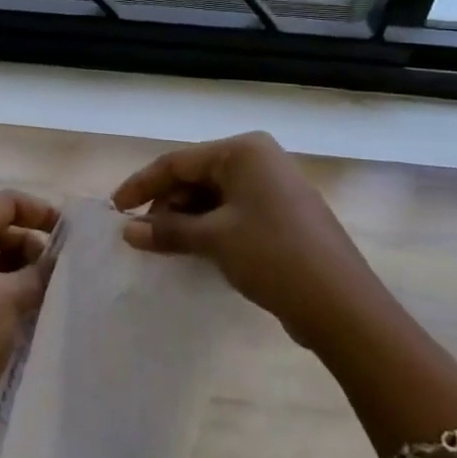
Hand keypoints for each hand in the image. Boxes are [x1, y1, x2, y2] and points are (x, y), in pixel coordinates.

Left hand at [0, 191, 58, 441]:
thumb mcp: (12, 298)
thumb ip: (39, 270)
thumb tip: (60, 258)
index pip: (2, 204)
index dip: (39, 212)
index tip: (69, 231)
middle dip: (28, 243)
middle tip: (59, 266)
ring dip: (17, 265)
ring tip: (47, 286)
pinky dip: (0, 283)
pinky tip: (25, 303)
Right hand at [111, 133, 381, 353]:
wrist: (342, 306)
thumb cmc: (273, 255)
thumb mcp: (214, 239)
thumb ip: (167, 230)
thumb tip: (127, 230)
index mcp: (243, 151)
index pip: (178, 162)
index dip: (142, 184)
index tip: (114, 208)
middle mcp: (259, 160)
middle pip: (195, 177)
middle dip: (165, 205)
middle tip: (140, 235)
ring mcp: (273, 188)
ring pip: (213, 197)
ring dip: (185, 220)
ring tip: (162, 246)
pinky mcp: (281, 216)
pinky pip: (232, 213)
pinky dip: (208, 229)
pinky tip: (192, 251)